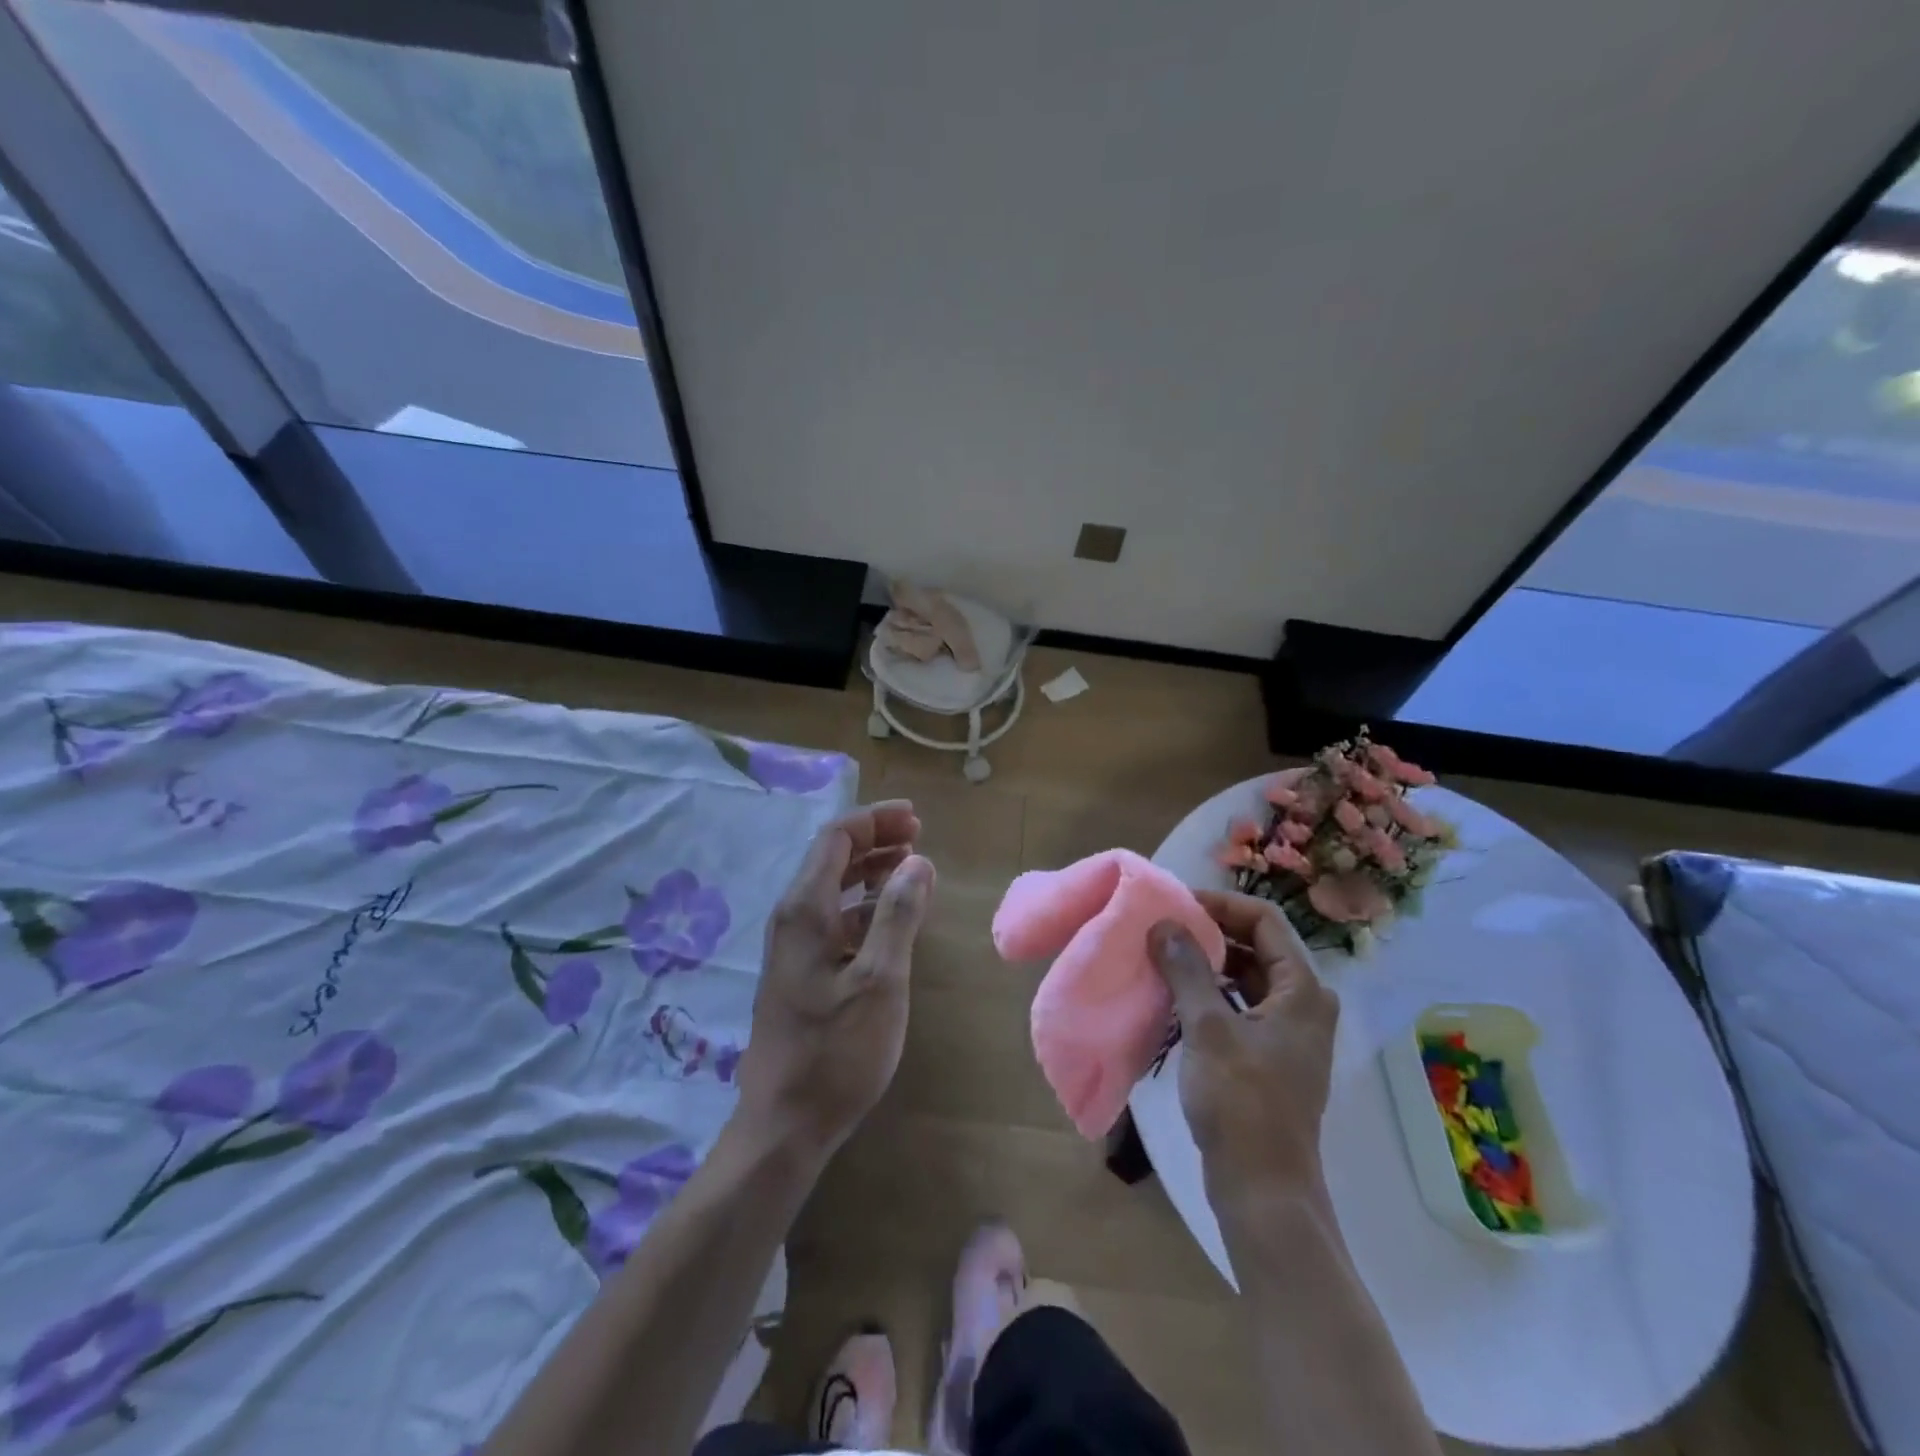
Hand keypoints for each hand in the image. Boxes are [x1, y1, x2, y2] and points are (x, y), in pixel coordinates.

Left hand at [733, 801, 934, 1164]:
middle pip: (832, 858)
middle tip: (917, 837)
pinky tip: (891, 919)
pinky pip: (834, 918)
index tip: (915, 819)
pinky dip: (864, 905)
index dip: (875, 821)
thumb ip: (898, 915)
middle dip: (875, 840)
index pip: (836, 838)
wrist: (784, 1124)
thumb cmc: (836, 1052)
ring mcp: (793, 946)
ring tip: (911, 869)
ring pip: (832, 888)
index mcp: (805, 910)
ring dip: (870, 871)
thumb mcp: (880, 980)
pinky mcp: (801, 971)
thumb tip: (917, 861)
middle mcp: (792, 918)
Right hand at [1149, 891, 1337, 1198]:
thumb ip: (1187, 968)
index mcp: (1303, 990)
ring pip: (1246, 977)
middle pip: (1257, 946)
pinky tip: (1176, 995)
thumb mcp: (1208, 1028)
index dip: (1220, 905)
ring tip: (1163, 956)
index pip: (1264, 920)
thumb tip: (1164, 922)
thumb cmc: (1241, 1101)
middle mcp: (1304, 1004)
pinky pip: (1240, 1006)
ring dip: (1207, 963)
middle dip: (1210, 932)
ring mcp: (1289, 1032)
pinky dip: (1211, 993)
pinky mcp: (1271, 1056)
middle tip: (1163, 927)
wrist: (1262, 1189)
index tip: (1176, 904)